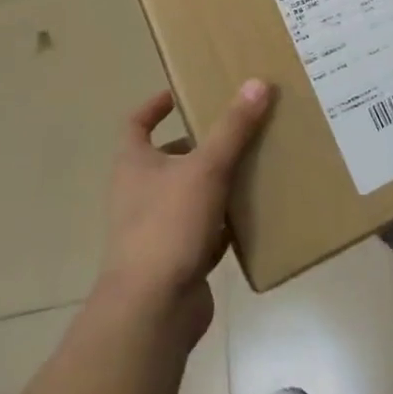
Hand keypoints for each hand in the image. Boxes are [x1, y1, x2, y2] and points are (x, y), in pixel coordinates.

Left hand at [97, 81, 273, 337]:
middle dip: (200, 144)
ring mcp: (156, 229)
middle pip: (168, 159)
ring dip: (216, 181)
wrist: (152, 311)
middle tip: (236, 128)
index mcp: (134, 165)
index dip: (153, 107)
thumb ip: (233, 127)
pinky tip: (253, 213)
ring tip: (253, 163)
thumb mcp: (206, 168)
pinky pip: (204, 230)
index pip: (135, 124)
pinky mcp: (177, 259)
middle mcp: (139, 194)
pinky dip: (225, 221)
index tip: (178, 94)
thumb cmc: (168, 226)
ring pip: (189, 194)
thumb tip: (258, 82)